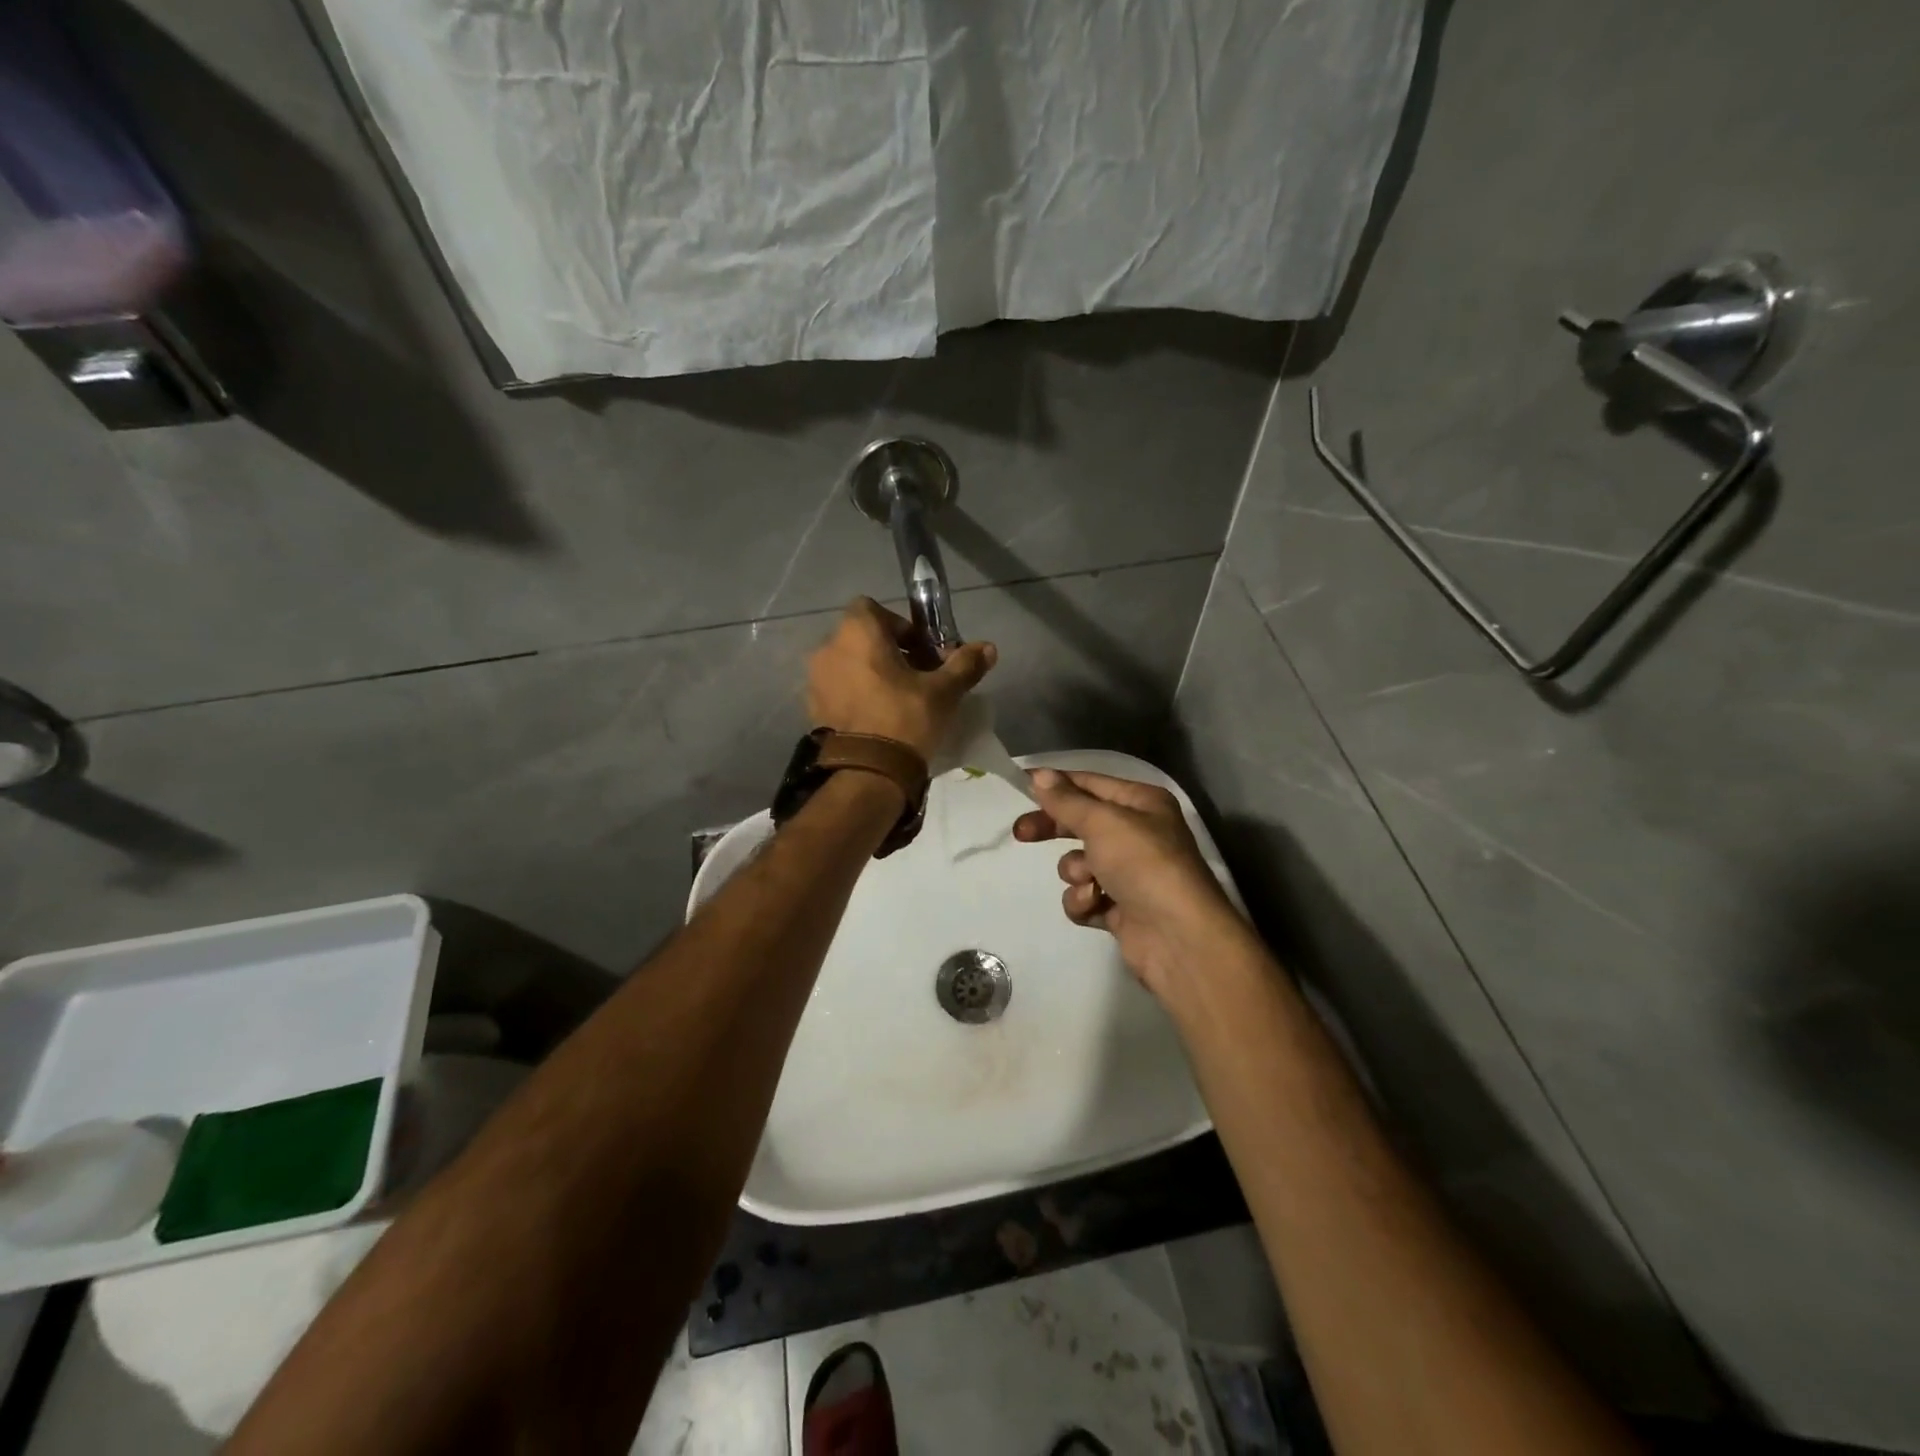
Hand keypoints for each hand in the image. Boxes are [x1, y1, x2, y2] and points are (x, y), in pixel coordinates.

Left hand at [807, 598, 996, 760]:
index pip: (872, 609)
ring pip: (849, 664)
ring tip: (898, 698)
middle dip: (889, 651)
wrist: (868, 773)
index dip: (899, 625)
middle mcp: (828, 649)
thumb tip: (989, 648)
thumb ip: (964, 664)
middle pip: (861, 637)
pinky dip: (856, 694)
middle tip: (917, 676)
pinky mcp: (813, 708)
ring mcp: (816, 680)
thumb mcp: (943, 691)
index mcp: (856, 633)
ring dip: (872, 673)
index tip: (922, 650)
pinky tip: (878, 716)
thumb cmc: (905, 718)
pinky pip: (838, 689)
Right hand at [1013, 769, 1252, 999]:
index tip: (1020, 786)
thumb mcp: (1102, 822)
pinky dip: (1085, 901)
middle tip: (1022, 834)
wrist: (1178, 937)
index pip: (1089, 783)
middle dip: (1053, 829)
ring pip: (1079, 863)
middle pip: (1080, 822)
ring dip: (1076, 873)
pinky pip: (1085, 896)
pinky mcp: (1120, 908)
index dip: (1056, 784)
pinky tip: (1096, 906)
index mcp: (1142, 803)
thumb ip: (1066, 800)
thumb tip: (1040, 775)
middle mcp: (1138, 833)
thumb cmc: (1143, 864)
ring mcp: (1130, 873)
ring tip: (1091, 882)